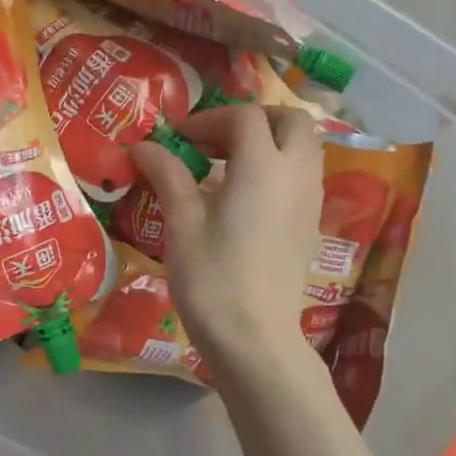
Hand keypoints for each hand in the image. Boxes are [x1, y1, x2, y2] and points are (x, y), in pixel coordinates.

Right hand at [129, 104, 321, 374]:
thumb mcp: (182, 222)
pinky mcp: (312, 226)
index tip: (178, 139)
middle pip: (291, 121)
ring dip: (270, 141)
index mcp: (264, 165)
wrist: (256, 339)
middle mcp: (297, 174)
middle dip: (255, 119)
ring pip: (304, 147)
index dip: (209, 119)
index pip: (245, 117)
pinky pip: (304, 176)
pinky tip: (245, 196)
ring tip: (228, 164)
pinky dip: (280, 167)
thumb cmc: (212, 278)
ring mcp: (311, 201)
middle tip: (217, 138)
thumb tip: (142, 146)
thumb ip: (167, 174)